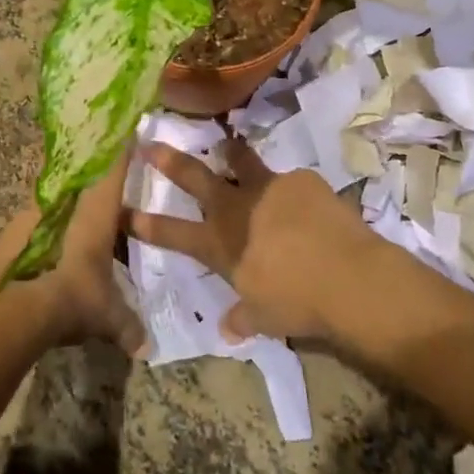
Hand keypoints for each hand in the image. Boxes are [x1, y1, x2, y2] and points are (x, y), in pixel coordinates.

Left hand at [0, 152, 146, 356]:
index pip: (112, 169)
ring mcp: (35, 214)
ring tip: (82, 232)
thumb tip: (144, 349)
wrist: (12, 307)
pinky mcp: (13, 231)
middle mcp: (66, 203)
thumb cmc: (72, 297)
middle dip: (97, 184)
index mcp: (96, 211)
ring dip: (71, 210)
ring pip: (60, 201)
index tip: (127, 130)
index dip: (121, 150)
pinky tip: (55, 253)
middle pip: (84, 181)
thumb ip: (127, 327)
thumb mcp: (106, 316)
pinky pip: (40, 221)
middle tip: (110, 195)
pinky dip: (50, 230)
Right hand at [127, 136, 397, 343]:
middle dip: (170, 160)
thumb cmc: (298, 304)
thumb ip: (243, 317)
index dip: (146, 223)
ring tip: (226, 145)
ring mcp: (268, 188)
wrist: (349, 279)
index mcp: (220, 244)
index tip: (125, 210)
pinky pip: (290, 181)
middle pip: (195, 177)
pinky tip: (305, 203)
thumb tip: (228, 329)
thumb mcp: (265, 318)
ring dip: (229, 153)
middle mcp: (236, 208)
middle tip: (150, 144)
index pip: (172, 232)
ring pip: (240, 161)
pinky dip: (290, 190)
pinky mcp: (301, 180)